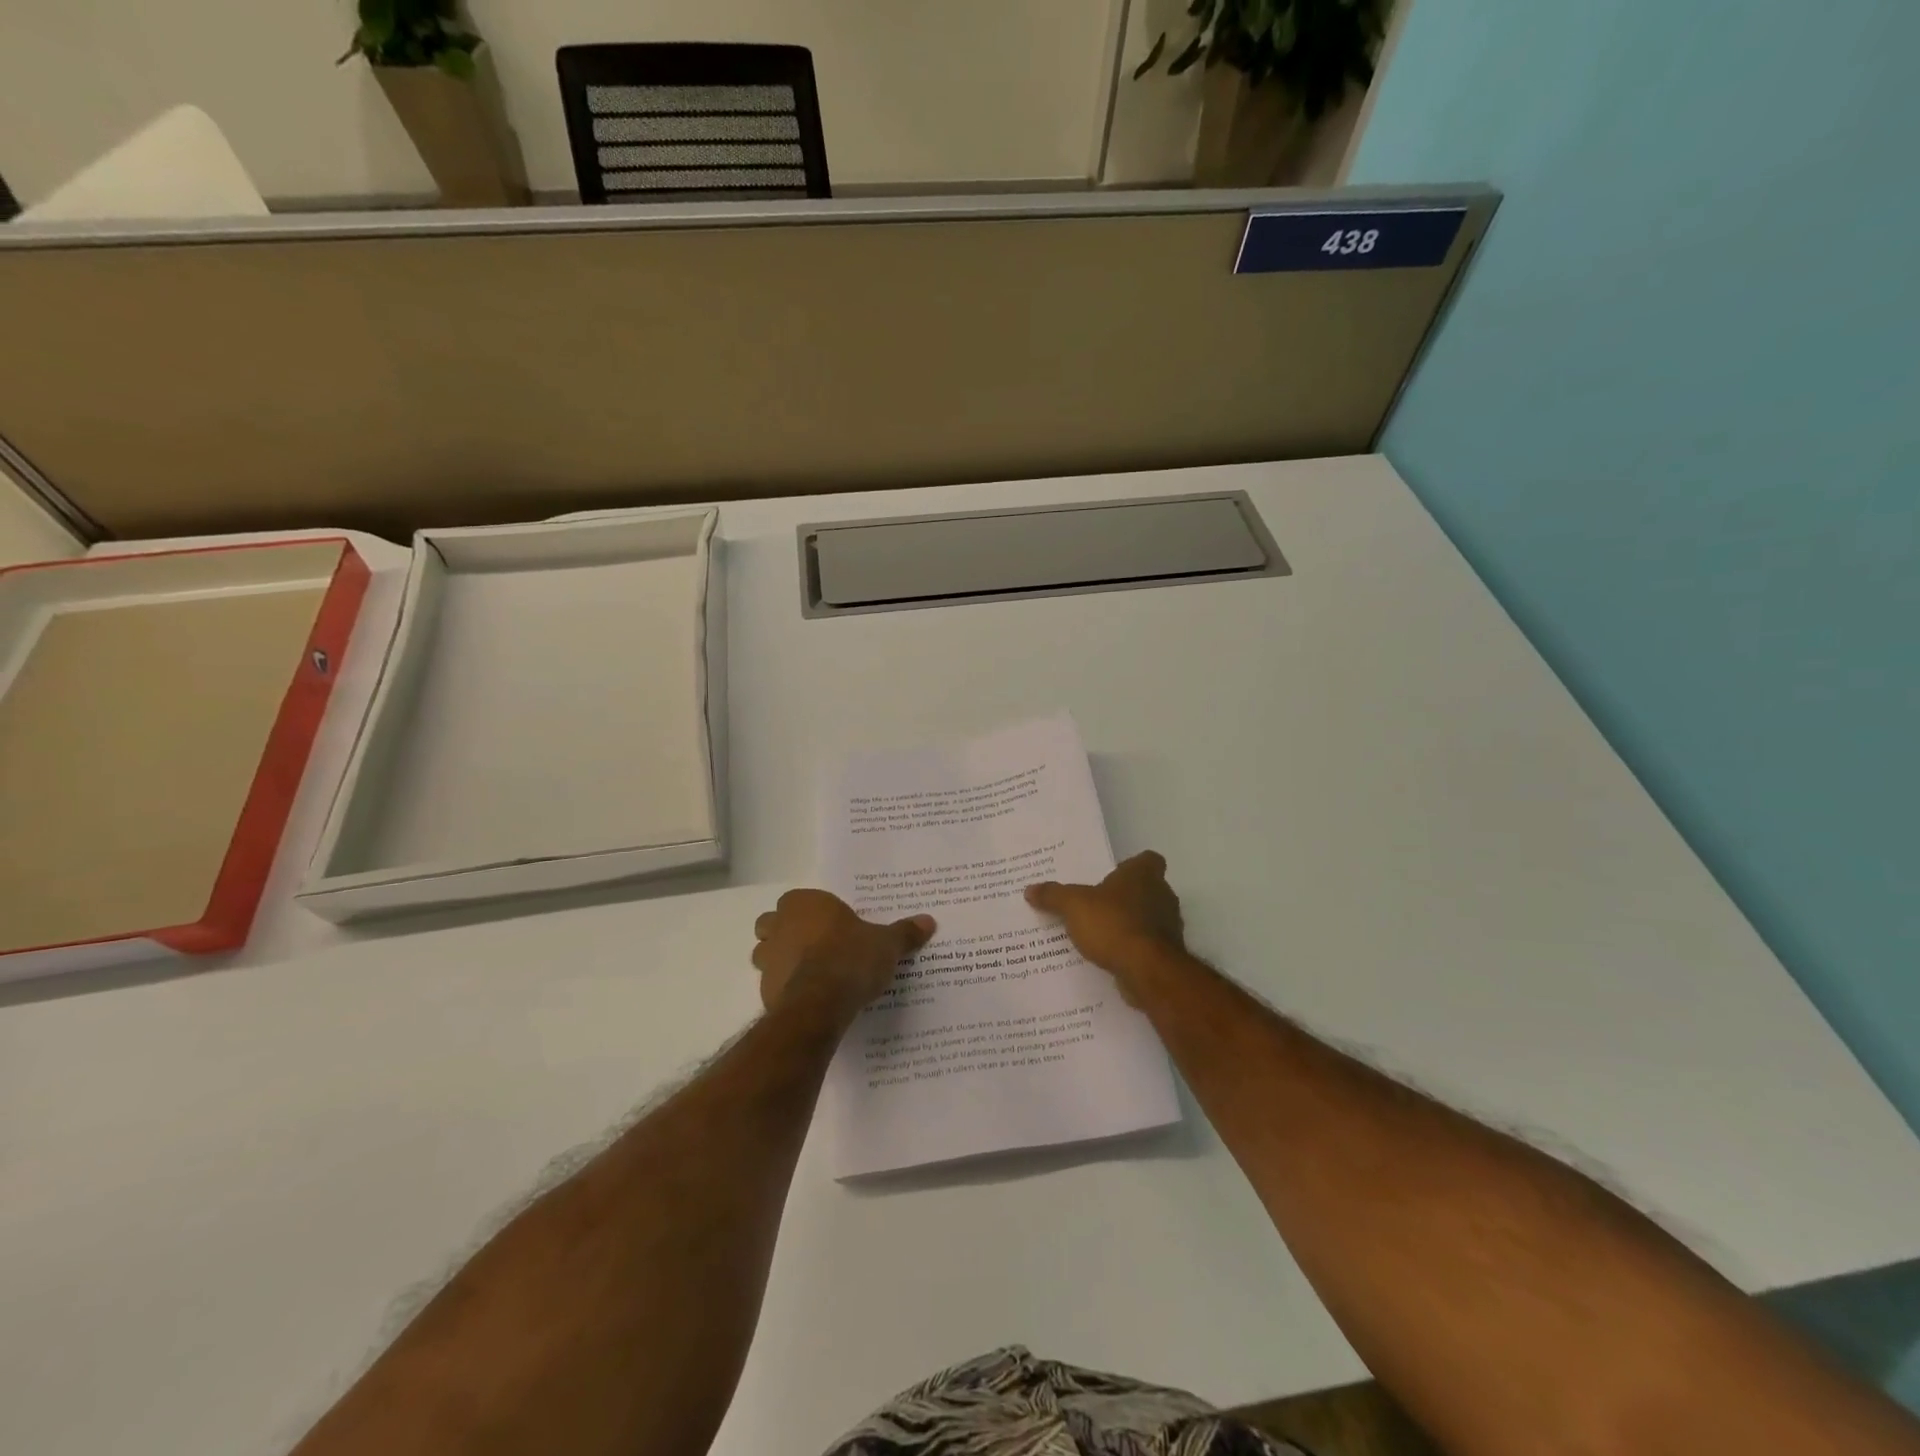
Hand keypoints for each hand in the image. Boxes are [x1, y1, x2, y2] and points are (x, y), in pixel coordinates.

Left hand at [752, 890, 935, 1019]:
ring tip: (809, 973)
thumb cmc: (851, 958)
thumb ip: (904, 932)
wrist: (821, 1003)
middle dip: (786, 933)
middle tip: (815, 946)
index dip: (810, 912)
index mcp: (805, 904)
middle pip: (773, 923)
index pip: (797, 900)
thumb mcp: (887, 944)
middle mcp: (780, 925)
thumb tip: (929, 921)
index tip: (829, 925)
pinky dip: (784, 988)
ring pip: (765, 953)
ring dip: (780, 960)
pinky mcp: (764, 990)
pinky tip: (808, 998)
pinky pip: (772, 984)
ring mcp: (767, 958)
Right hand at [1025, 851, 1185, 999]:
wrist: (1147, 970)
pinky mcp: (1166, 953)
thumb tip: (1030, 889)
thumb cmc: (1113, 924)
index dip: (1132, 865)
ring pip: (1148, 918)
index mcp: (1144, 874)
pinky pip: (1146, 945)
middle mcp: (1162, 895)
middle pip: (1147, 889)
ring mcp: (1169, 925)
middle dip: (1125, 896)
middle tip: (1096, 904)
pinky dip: (1132, 948)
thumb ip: (1053, 895)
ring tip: (1099, 933)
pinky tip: (1110, 956)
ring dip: (1129, 923)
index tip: (1113, 875)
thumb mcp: (1073, 905)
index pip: (1148, 859)